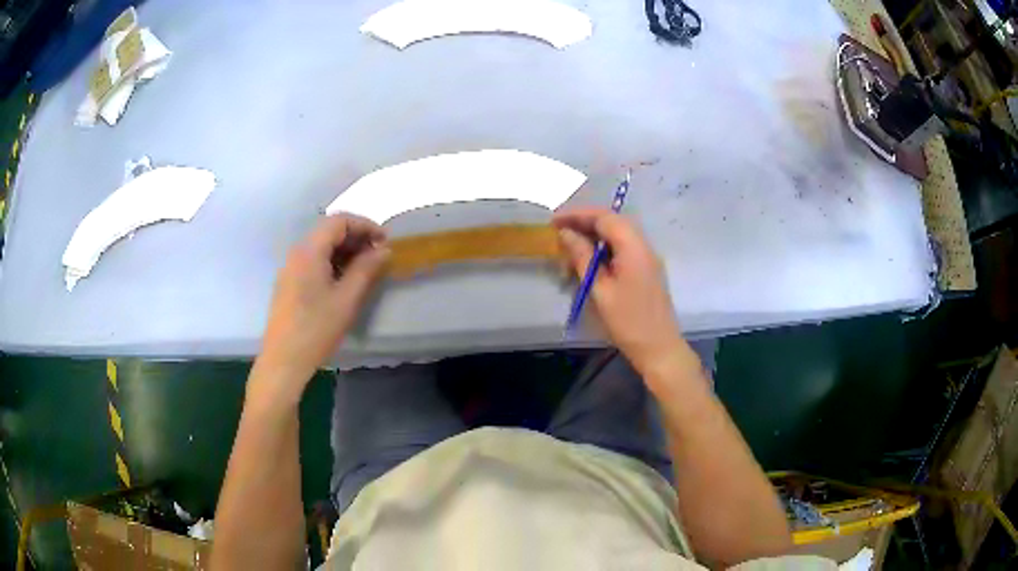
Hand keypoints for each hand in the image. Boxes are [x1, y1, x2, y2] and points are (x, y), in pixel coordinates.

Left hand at [254, 214, 389, 399]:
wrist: (283, 360)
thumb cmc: (316, 329)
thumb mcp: (347, 299)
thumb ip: (366, 269)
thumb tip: (383, 250)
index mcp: (309, 251)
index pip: (339, 221)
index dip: (365, 225)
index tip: (385, 241)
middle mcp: (297, 253)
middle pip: (328, 231)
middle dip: (356, 238)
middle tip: (378, 256)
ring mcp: (290, 268)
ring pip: (321, 247)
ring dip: (345, 251)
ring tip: (365, 269)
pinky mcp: (289, 283)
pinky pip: (313, 262)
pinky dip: (332, 263)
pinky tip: (344, 282)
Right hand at [553, 207, 685, 372]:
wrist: (659, 348)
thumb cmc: (628, 321)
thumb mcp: (600, 289)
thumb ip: (583, 257)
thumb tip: (566, 233)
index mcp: (634, 247)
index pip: (604, 217)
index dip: (577, 215)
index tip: (553, 222)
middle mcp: (643, 245)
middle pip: (613, 221)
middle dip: (585, 222)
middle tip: (559, 232)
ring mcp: (647, 257)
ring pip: (618, 234)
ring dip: (594, 235)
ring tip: (569, 247)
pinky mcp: (646, 269)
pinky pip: (624, 248)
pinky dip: (604, 248)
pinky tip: (589, 260)